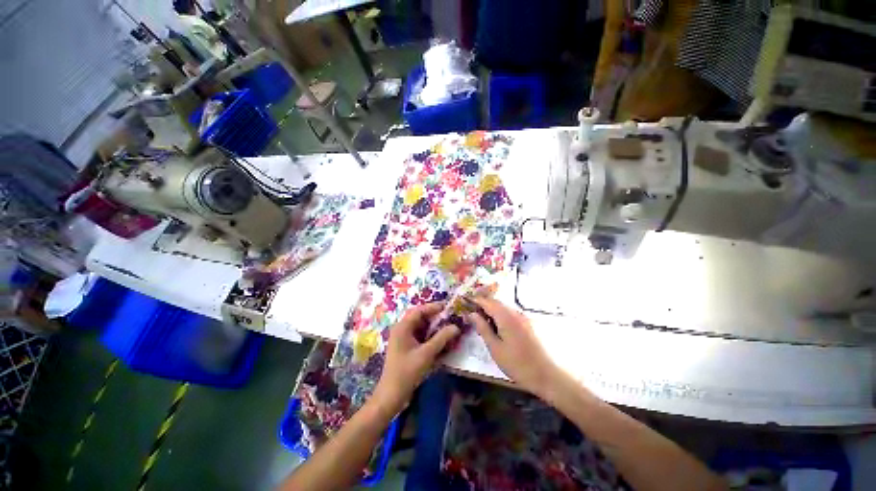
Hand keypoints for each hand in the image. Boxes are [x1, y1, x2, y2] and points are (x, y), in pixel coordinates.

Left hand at [371, 303, 460, 414]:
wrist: (391, 395)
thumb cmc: (407, 372)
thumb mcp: (426, 354)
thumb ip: (441, 338)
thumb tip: (455, 327)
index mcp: (402, 327)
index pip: (419, 310)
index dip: (433, 307)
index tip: (447, 307)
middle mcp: (401, 329)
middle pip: (419, 317)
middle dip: (434, 316)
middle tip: (449, 316)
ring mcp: (402, 338)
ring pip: (419, 326)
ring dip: (432, 326)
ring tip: (447, 326)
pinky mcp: (405, 347)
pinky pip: (419, 335)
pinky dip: (429, 335)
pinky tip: (439, 339)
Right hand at [466, 297, 561, 397]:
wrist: (547, 375)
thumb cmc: (517, 364)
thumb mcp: (495, 348)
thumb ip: (483, 328)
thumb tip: (472, 314)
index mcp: (506, 317)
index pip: (487, 302)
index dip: (475, 300)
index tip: (465, 301)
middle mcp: (515, 313)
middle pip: (496, 302)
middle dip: (483, 304)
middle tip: (472, 312)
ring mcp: (523, 317)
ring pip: (504, 308)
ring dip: (492, 310)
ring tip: (482, 321)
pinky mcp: (528, 324)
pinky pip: (510, 314)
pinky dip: (500, 315)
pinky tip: (497, 327)